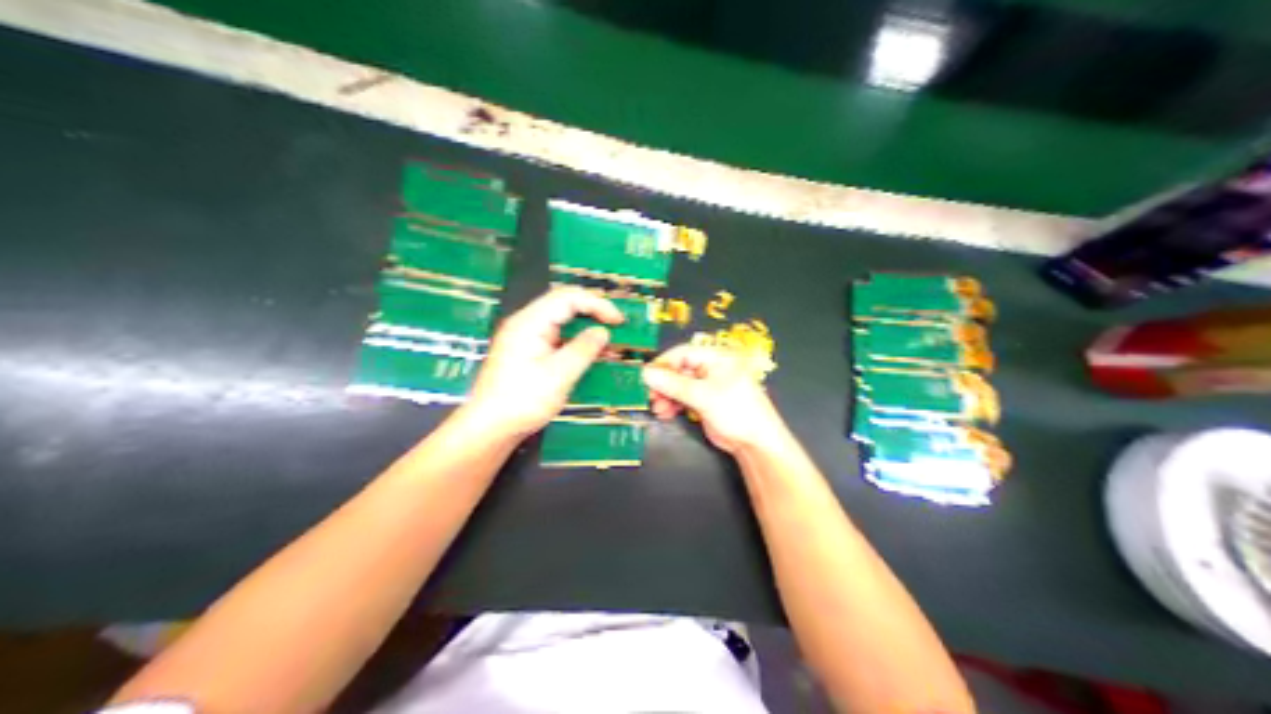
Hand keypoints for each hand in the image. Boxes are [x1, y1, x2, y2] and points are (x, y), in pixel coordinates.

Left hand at [466, 288, 625, 438]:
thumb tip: (603, 332)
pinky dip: (576, 342)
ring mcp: (525, 338)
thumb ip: (584, 349)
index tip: (619, 321)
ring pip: (561, 321)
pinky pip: (556, 337)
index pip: (568, 297)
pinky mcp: (527, 353)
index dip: (597, 303)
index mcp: (530, 322)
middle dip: (593, 311)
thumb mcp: (559, 375)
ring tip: (610, 341)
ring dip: (586, 328)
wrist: (490, 426)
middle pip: (564, 304)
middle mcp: (526, 323)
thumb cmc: (522, 400)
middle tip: (618, 325)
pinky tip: (592, 354)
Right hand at [647, 342, 786, 453]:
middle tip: (651, 396)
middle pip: (679, 369)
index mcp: (717, 358)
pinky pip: (684, 398)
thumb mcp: (702, 396)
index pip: (684, 353)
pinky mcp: (705, 402)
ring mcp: (709, 386)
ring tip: (659, 409)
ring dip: (666, 396)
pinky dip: (674, 404)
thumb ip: (673, 384)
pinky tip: (666, 413)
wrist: (755, 442)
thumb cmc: (736, 411)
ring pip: (679, 385)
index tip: (647, 376)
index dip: (664, 364)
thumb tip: (647, 374)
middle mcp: (712, 368)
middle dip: (664, 383)